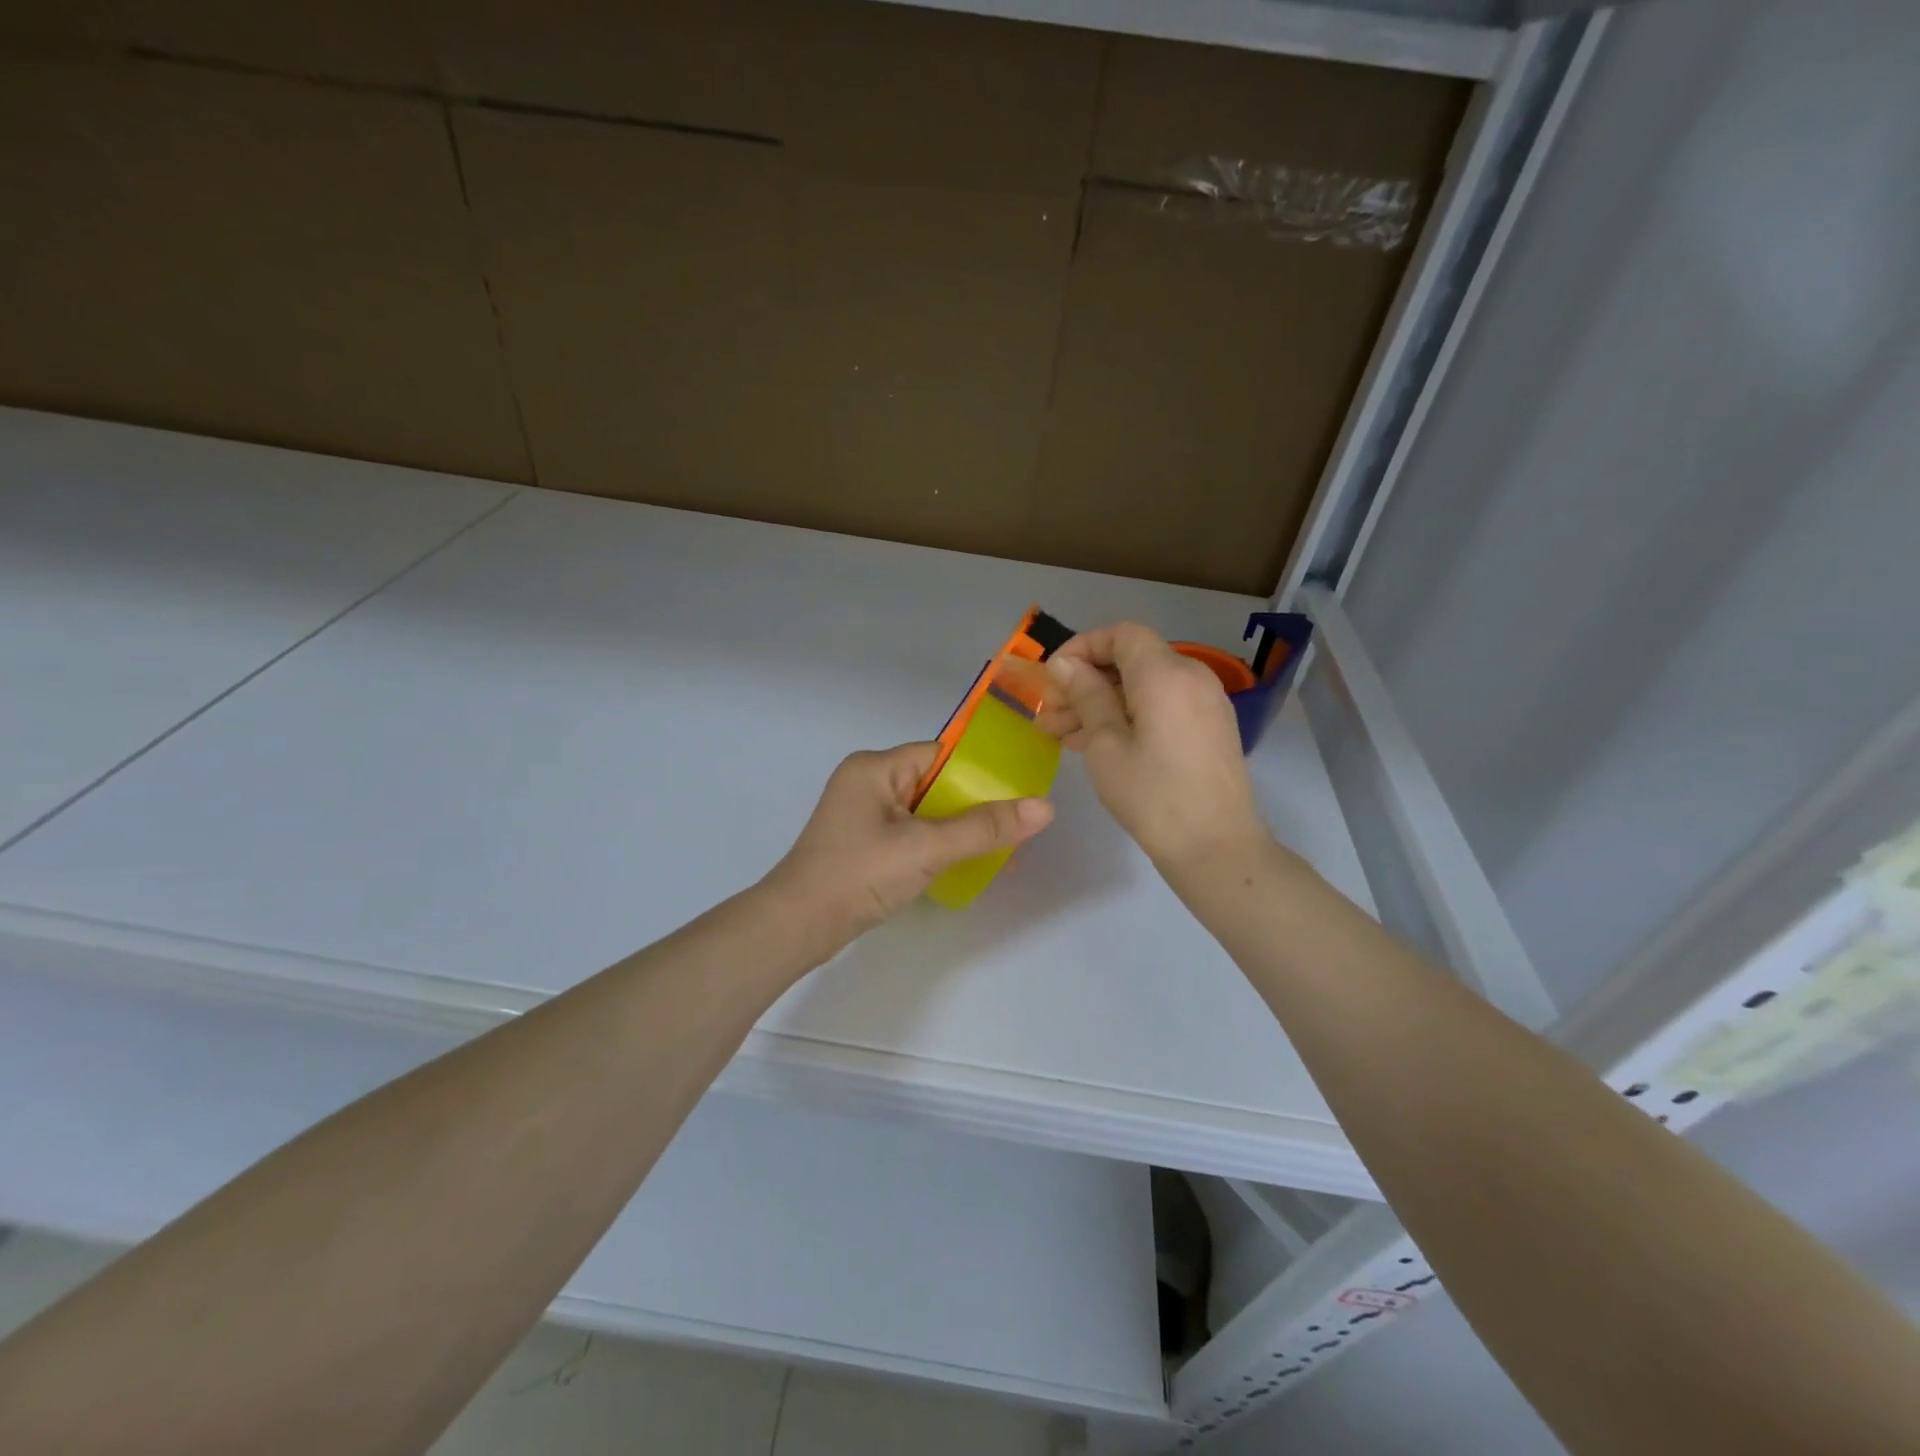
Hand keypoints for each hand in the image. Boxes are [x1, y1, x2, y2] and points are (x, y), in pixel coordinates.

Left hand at [764, 742, 1053, 946]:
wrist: (798, 927)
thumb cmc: (860, 874)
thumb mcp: (927, 847)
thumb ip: (985, 828)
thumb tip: (1045, 808)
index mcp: (875, 767)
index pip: (940, 754)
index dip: (981, 769)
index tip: (1019, 788)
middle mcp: (868, 783)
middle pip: (936, 784)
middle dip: (977, 806)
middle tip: (1018, 824)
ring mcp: (864, 816)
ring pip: (927, 813)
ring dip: (961, 830)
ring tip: (1004, 850)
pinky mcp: (865, 845)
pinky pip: (913, 835)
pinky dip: (940, 847)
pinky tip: (970, 866)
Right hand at [1039, 623, 1269, 872]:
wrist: (1216, 847)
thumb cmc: (1152, 795)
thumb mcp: (1106, 744)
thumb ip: (1086, 696)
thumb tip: (1066, 664)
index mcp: (1166, 674)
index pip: (1122, 634)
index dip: (1083, 646)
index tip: (1053, 677)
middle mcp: (1192, 676)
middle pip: (1132, 660)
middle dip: (1086, 681)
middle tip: (1049, 715)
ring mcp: (1206, 702)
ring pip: (1144, 686)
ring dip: (1103, 702)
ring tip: (1063, 736)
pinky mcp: (1209, 727)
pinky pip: (1162, 705)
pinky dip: (1129, 715)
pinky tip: (1098, 744)